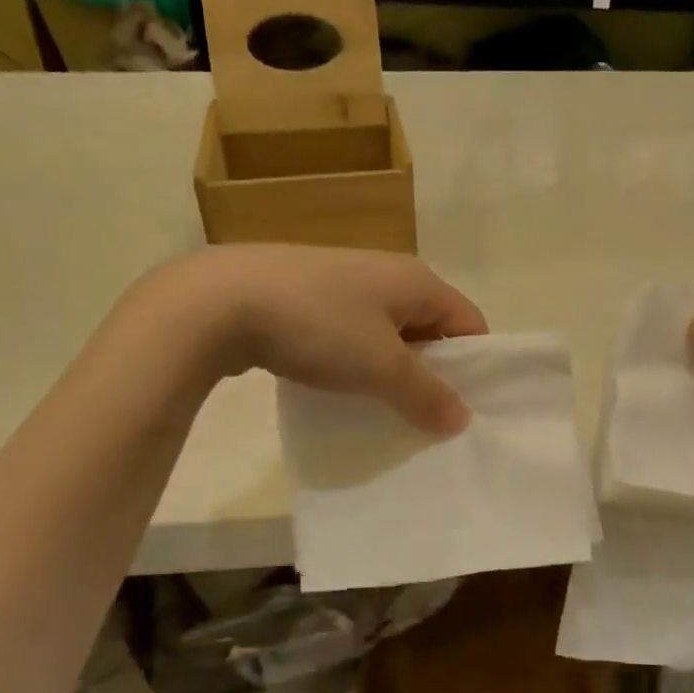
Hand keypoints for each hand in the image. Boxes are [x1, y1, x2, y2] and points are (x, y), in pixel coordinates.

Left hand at [157, 245, 487, 433]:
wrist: (218, 301)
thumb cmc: (319, 326)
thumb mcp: (381, 366)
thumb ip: (426, 394)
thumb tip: (462, 419)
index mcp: (417, 280)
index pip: (469, 322)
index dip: (475, 365)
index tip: (465, 409)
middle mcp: (387, 273)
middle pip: (431, 327)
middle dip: (432, 372)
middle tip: (426, 417)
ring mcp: (344, 282)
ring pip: (388, 333)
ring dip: (392, 370)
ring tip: (383, 409)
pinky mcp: (307, 295)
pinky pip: (351, 333)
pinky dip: (356, 361)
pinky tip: (339, 388)